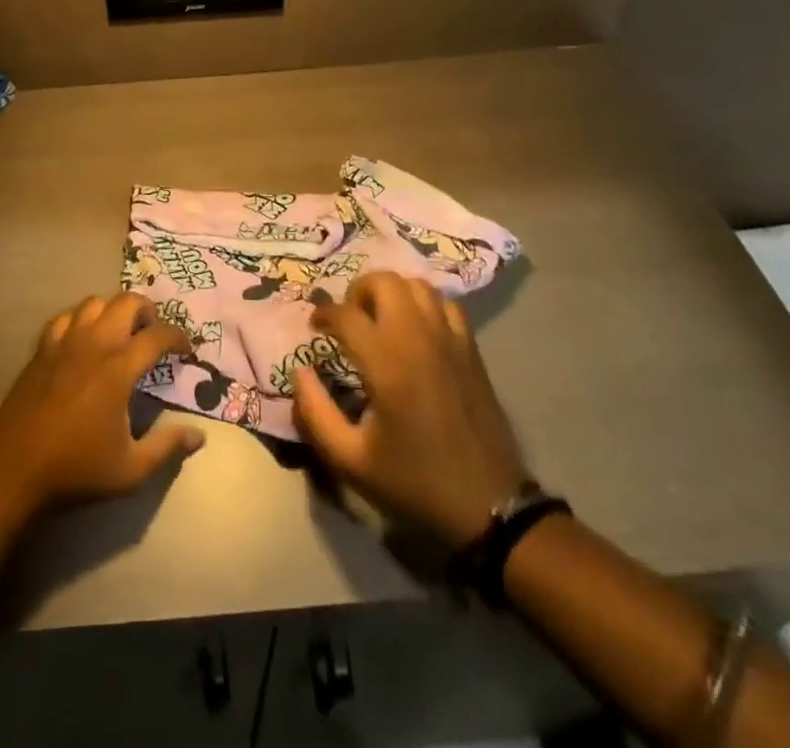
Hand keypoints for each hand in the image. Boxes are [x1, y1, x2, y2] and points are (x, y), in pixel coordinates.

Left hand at [0, 292, 204, 513]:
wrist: (13, 471)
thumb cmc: (76, 470)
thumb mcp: (130, 470)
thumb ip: (167, 448)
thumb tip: (199, 436)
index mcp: (119, 367)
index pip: (158, 335)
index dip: (178, 336)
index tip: (187, 349)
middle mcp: (94, 343)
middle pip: (126, 302)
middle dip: (147, 310)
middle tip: (154, 331)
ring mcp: (64, 342)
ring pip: (94, 302)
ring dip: (113, 309)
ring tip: (121, 331)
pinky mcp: (42, 349)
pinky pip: (65, 317)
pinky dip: (80, 319)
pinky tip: (83, 340)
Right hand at [291, 272, 527, 548]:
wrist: (489, 507)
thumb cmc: (415, 483)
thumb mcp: (351, 461)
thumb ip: (315, 413)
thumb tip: (300, 373)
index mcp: (387, 363)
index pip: (346, 313)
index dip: (323, 313)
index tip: (313, 326)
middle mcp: (418, 339)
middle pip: (384, 281)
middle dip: (358, 291)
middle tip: (350, 319)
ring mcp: (450, 340)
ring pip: (417, 285)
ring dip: (392, 293)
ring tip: (381, 320)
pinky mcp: (471, 350)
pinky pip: (446, 304)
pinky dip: (426, 305)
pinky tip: (417, 330)